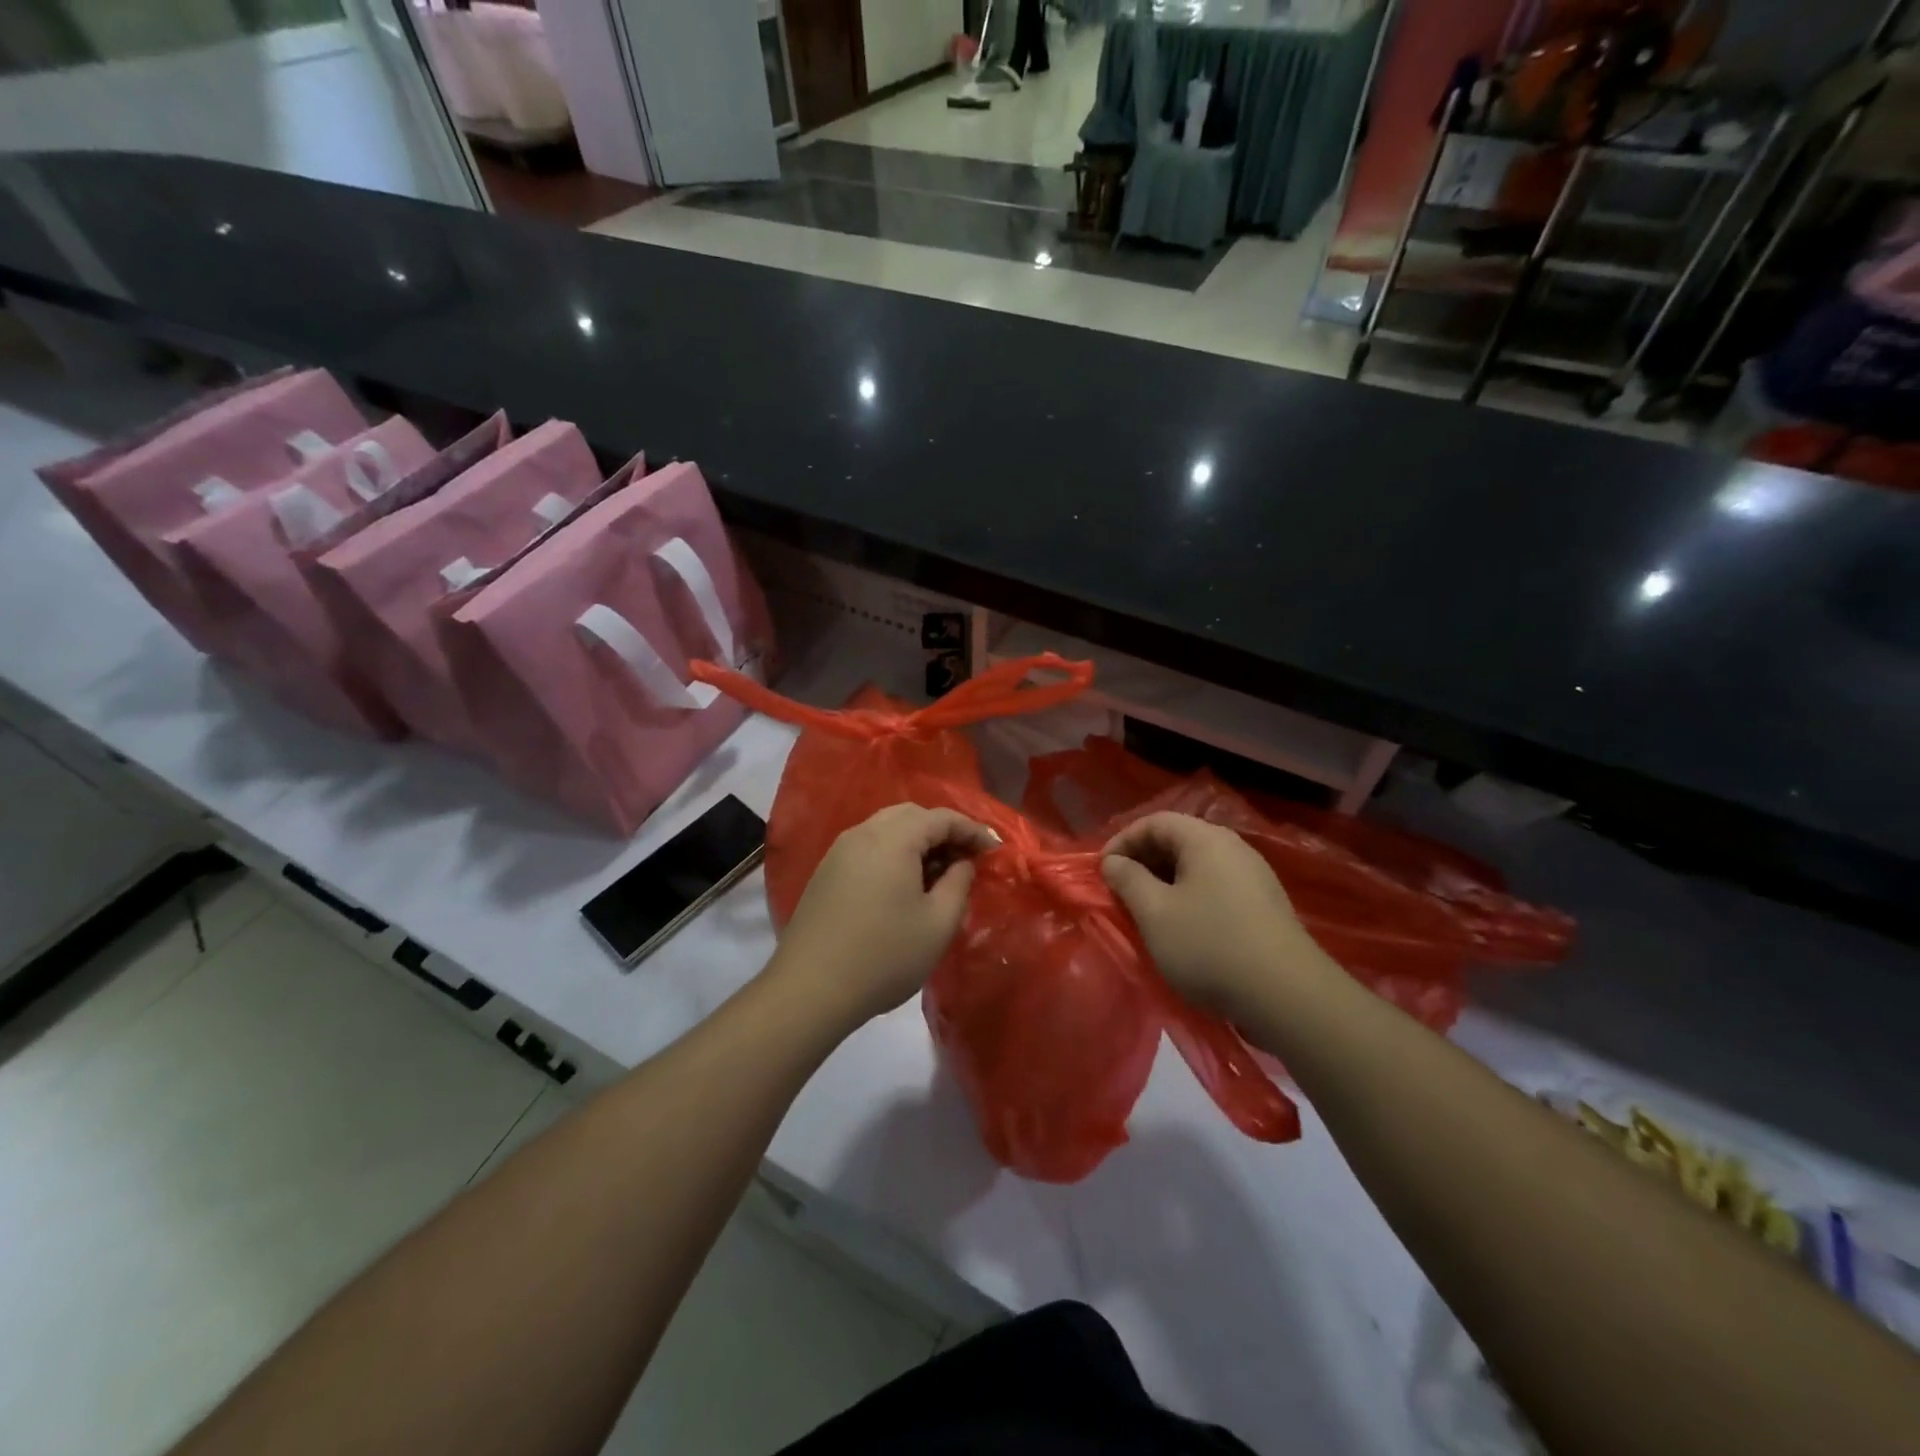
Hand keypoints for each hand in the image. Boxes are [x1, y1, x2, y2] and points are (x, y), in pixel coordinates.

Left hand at [770, 804, 997, 1027]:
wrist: (810, 989)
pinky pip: (868, 846)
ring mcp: (839, 851)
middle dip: (943, 831)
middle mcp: (863, 833)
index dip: (972, 830)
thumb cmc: (884, 956)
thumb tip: (962, 862)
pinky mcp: (826, 871)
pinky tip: (902, 885)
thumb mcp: (938, 924)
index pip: (941, 818)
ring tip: (937, 874)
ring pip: (887, 828)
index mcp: (893, 839)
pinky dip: (893, 853)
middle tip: (966, 860)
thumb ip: (959, 883)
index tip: (994, 851)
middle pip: (911, 815)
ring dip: (916, 841)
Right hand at [1101, 811, 1329, 1020]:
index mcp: (1206, 839)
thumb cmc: (1209, 946)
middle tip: (1121, 891)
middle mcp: (1233, 848)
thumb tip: (1114, 862)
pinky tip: (1182, 928)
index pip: (1155, 822)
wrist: (1287, 995)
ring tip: (1146, 911)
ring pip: (1197, 866)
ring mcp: (1254, 876)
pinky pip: (1216, 886)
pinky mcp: (1264, 905)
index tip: (1103, 871)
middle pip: (1178, 839)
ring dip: (1165, 881)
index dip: (1123, 841)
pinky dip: (1190, 897)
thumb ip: (1128, 880)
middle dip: (1143, 861)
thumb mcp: (1154, 913)